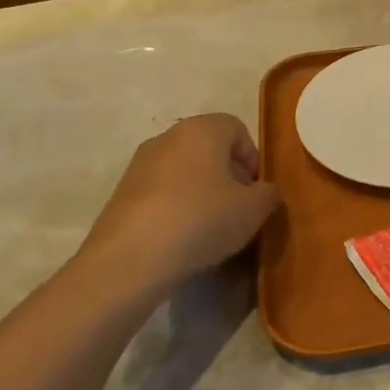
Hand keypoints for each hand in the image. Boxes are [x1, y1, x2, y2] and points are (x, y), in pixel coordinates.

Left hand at [77, 113, 281, 296]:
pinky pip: (161, 194)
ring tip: (211, 228)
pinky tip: (182, 239)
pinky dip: (176, 208)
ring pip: (184, 172)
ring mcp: (139, 166)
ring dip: (202, 193)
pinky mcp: (120, 195)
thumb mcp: (254, 209)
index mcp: (202, 129)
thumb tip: (265, 193)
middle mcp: (167, 137)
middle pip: (209, 149)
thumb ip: (269, 194)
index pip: (237, 129)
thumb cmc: (202, 220)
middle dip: (228, 176)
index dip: (252, 158)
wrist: (129, 261)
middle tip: (239, 209)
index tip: (256, 191)